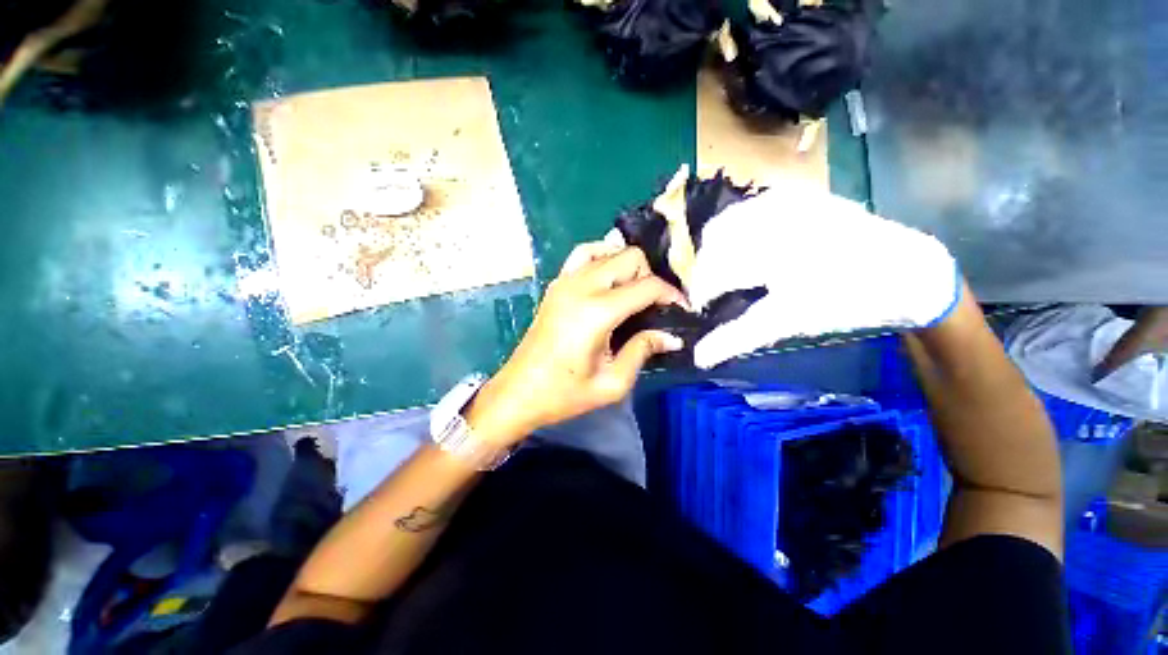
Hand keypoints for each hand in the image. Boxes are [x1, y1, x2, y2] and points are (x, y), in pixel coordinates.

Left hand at [464, 242, 687, 445]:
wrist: (519, 392)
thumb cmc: (565, 394)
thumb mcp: (612, 383)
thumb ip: (643, 351)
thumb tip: (672, 336)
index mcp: (597, 312)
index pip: (647, 286)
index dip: (671, 295)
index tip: (681, 310)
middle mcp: (581, 287)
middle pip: (630, 257)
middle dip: (650, 277)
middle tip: (654, 306)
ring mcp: (565, 281)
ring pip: (608, 250)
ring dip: (627, 267)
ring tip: (632, 293)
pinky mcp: (556, 284)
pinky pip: (583, 254)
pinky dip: (602, 257)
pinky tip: (609, 278)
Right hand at [687, 178, 960, 368]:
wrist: (908, 272)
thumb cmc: (848, 300)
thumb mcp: (791, 321)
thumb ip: (739, 336)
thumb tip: (698, 357)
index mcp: (770, 249)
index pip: (713, 271)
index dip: (700, 292)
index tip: (701, 309)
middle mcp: (774, 216)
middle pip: (713, 241)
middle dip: (705, 269)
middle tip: (712, 293)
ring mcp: (787, 201)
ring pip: (727, 222)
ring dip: (717, 249)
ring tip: (726, 273)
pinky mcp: (798, 197)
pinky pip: (749, 211)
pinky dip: (736, 233)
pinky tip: (746, 251)